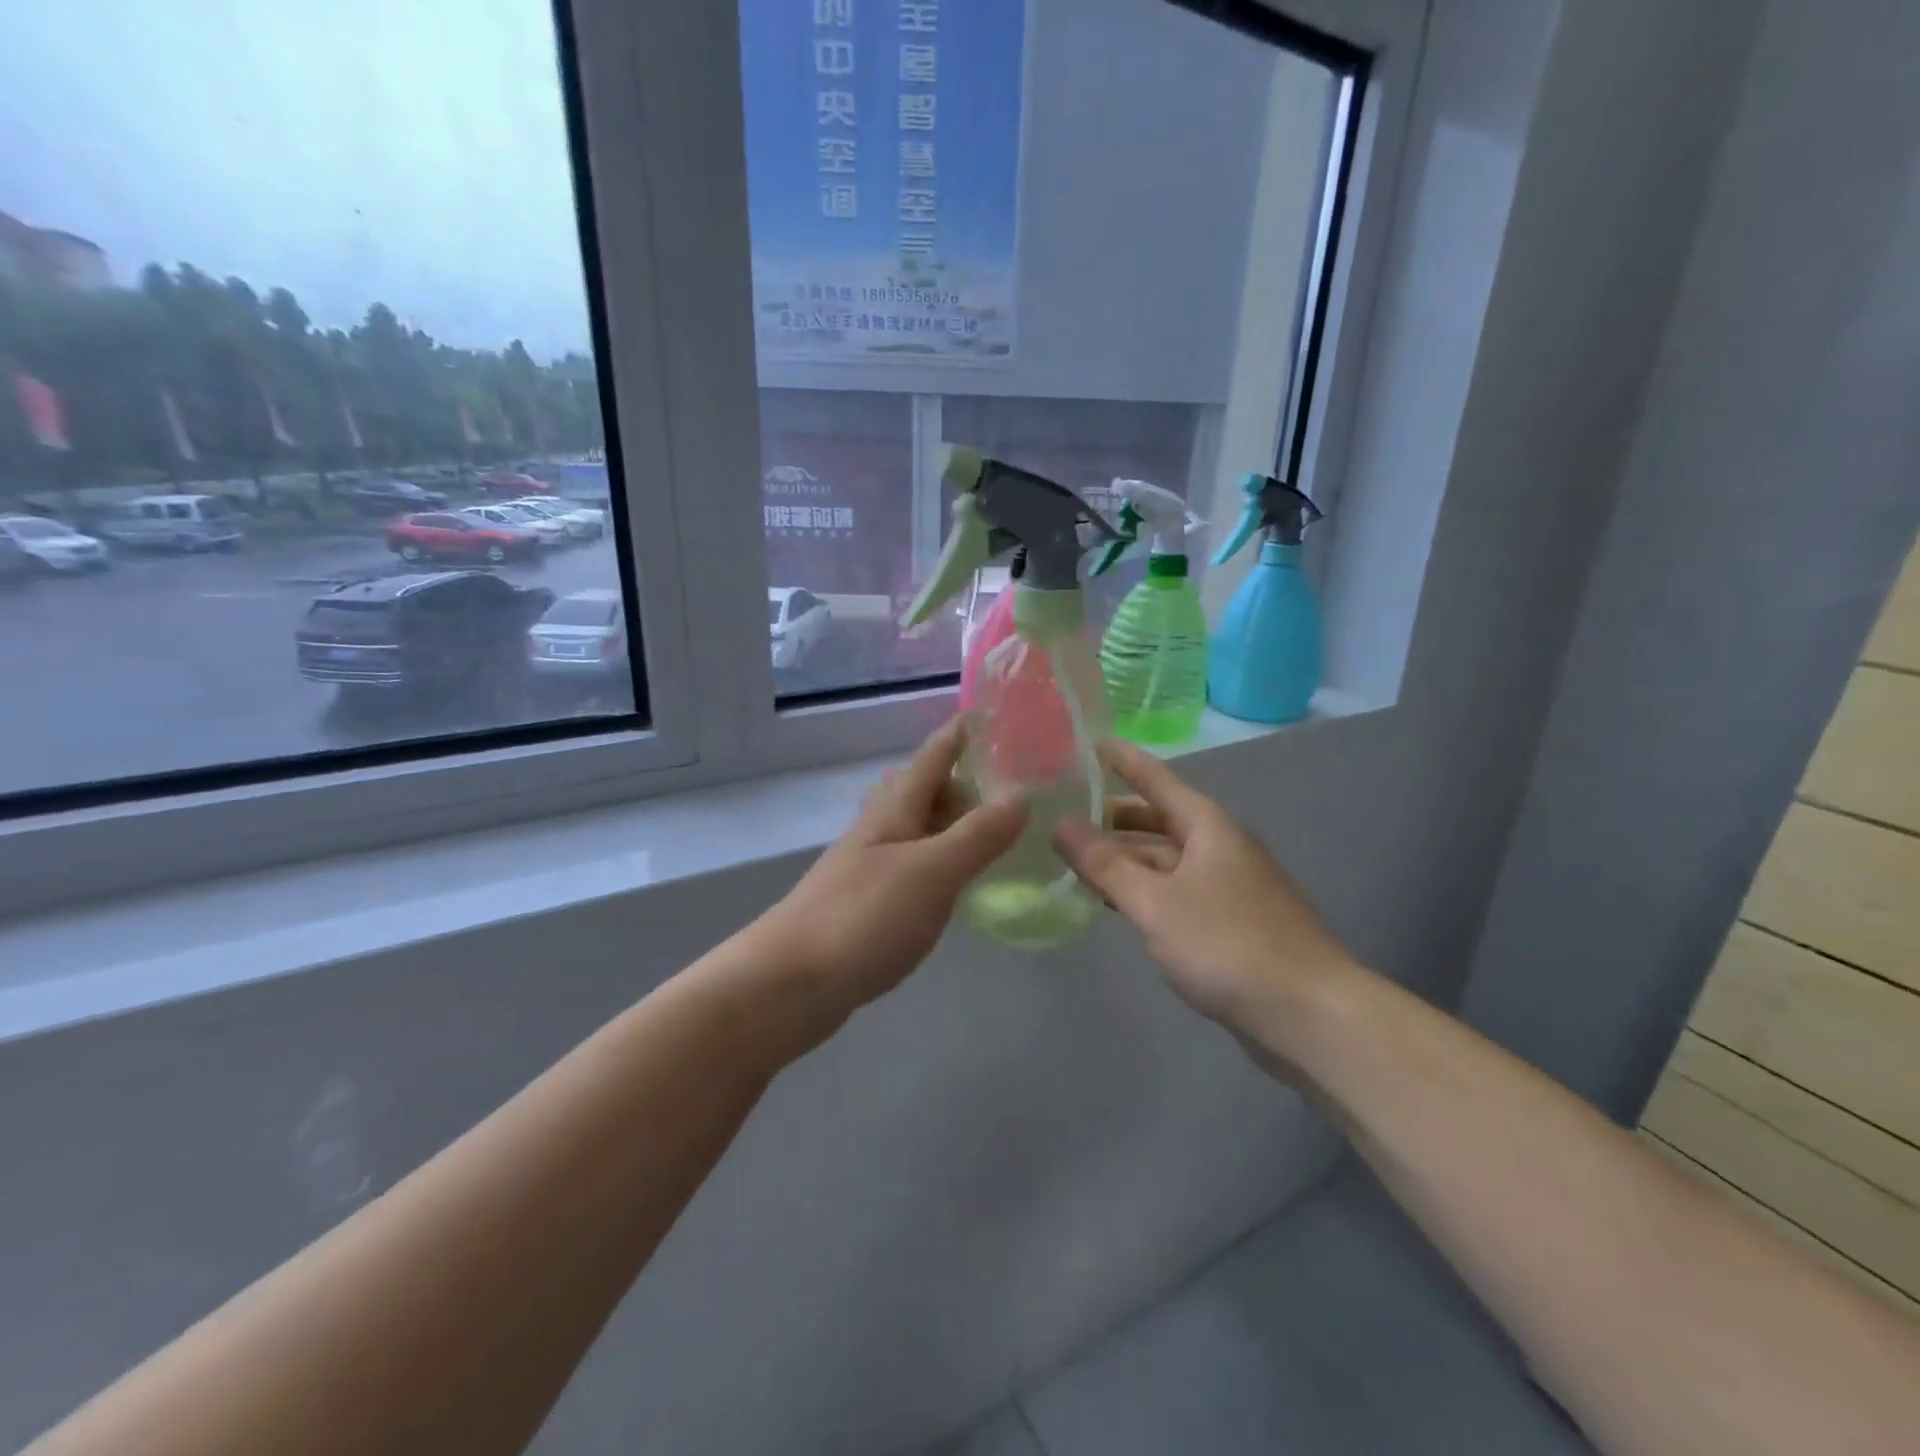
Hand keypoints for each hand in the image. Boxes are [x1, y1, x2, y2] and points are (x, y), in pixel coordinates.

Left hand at [744, 719, 1026, 1027]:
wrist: (789, 983)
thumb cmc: (863, 916)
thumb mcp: (932, 871)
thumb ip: (978, 835)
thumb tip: (1022, 794)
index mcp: (894, 810)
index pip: (933, 756)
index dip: (960, 733)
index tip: (992, 714)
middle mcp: (879, 829)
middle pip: (921, 789)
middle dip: (960, 781)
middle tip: (1008, 790)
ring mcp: (868, 866)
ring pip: (915, 828)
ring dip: (950, 823)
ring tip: (990, 834)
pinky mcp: (866, 903)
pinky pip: (912, 865)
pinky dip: (939, 862)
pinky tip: (954, 884)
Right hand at [1054, 740, 1358, 1034]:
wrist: (1309, 1013)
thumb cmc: (1229, 944)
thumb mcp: (1156, 903)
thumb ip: (1106, 865)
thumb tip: (1060, 825)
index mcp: (1207, 826)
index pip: (1155, 778)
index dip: (1120, 759)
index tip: (1084, 742)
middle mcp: (1218, 845)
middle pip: (1157, 819)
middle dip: (1111, 816)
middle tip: (1061, 815)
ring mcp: (1226, 884)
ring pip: (1163, 858)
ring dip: (1123, 857)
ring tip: (1073, 859)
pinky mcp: (1228, 921)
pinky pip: (1174, 890)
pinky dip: (1141, 888)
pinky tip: (1114, 902)